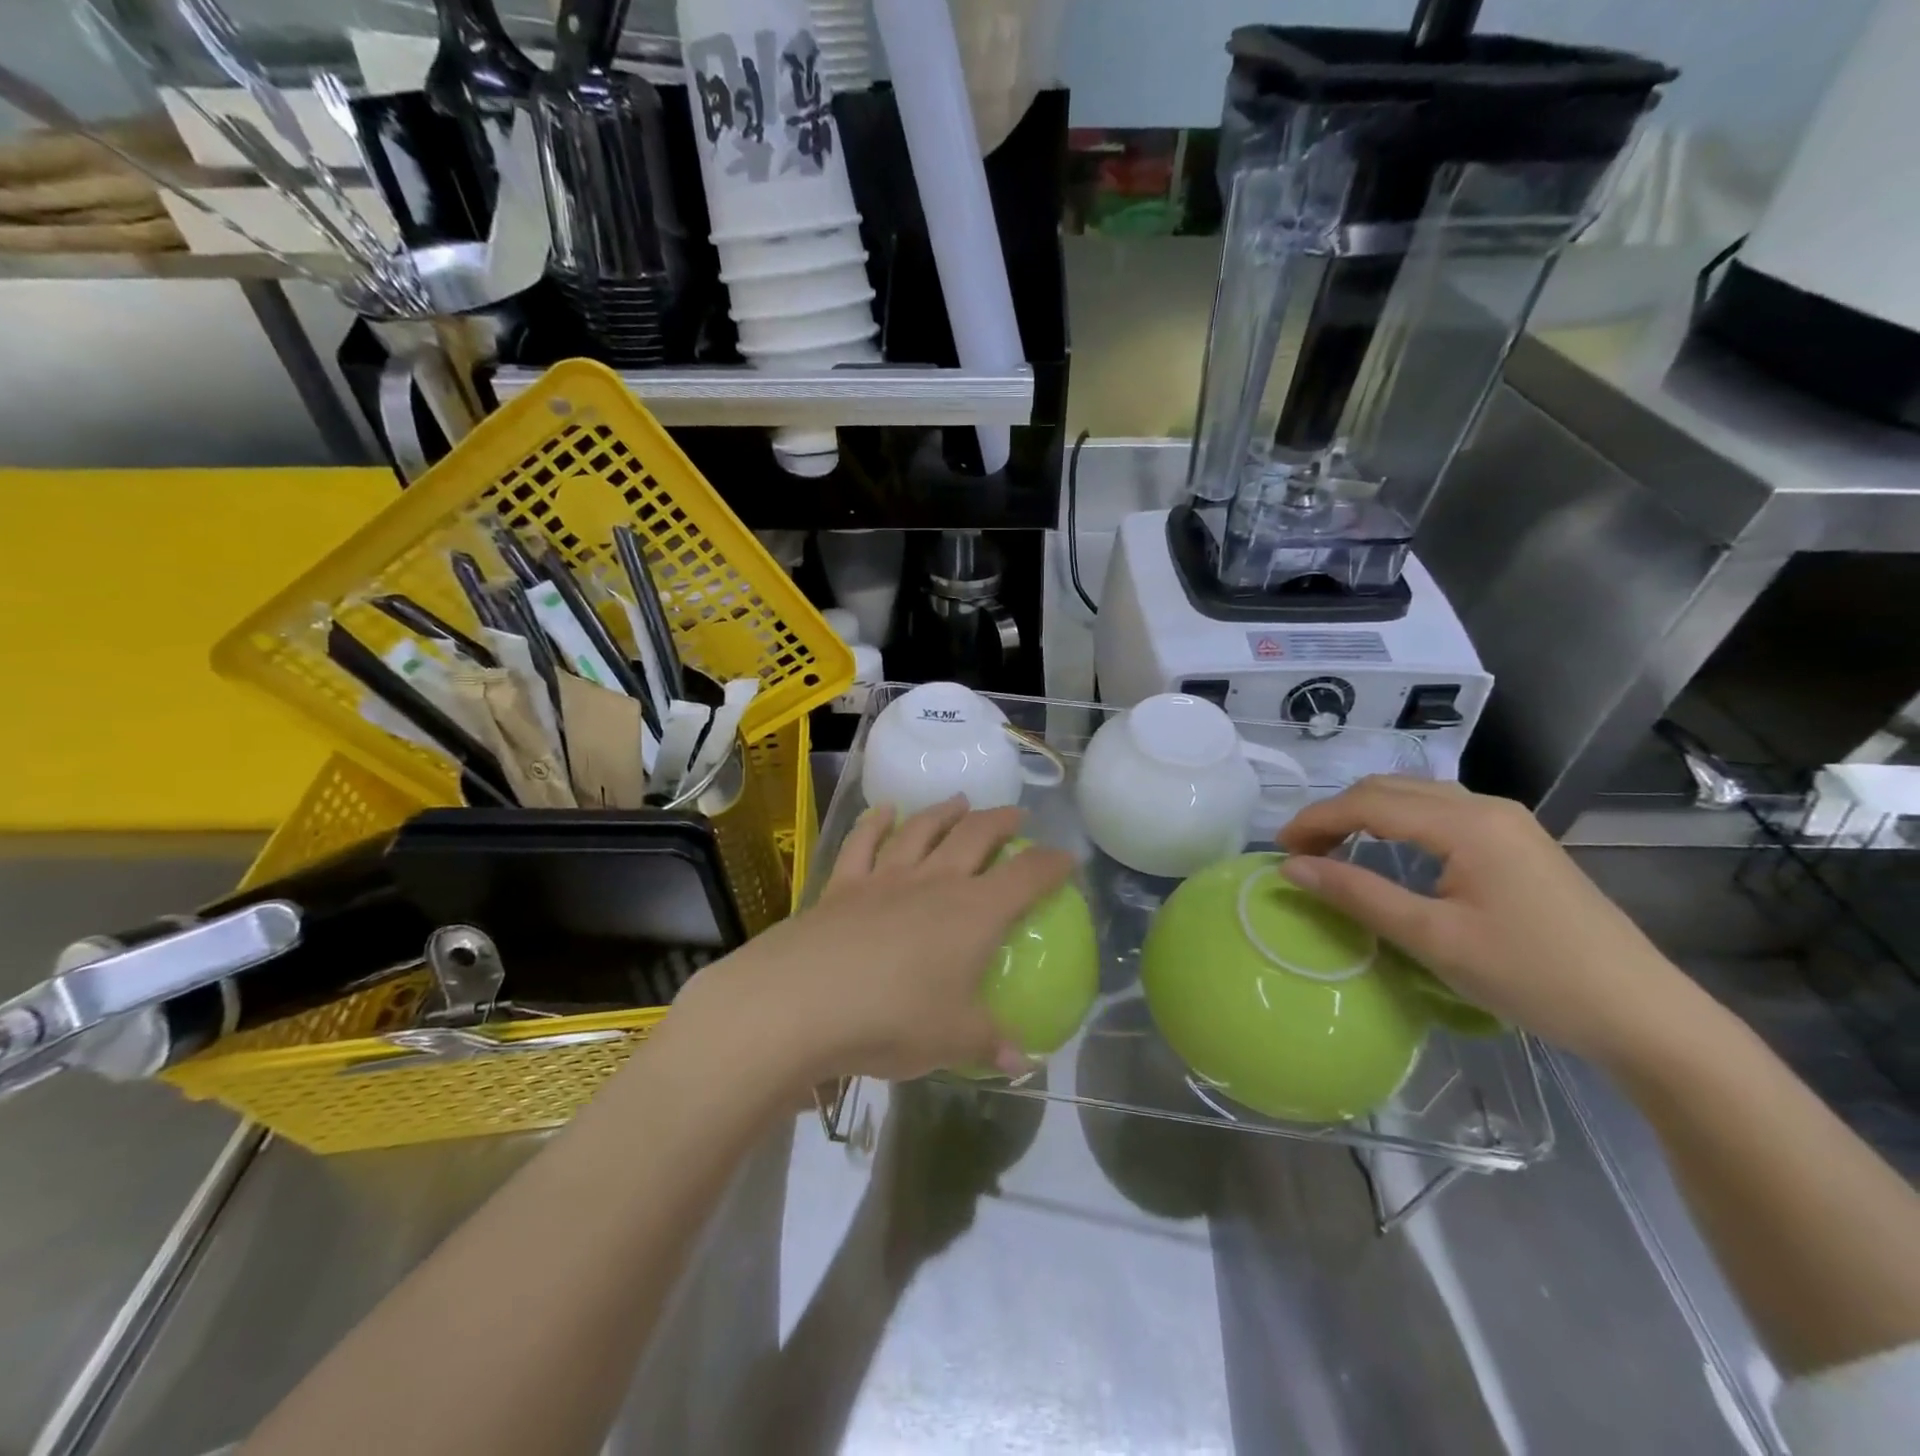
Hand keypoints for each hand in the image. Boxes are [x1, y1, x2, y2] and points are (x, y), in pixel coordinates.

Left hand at [672, 797, 1074, 1087]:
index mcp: (973, 914)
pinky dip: (875, 822)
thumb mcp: (953, 1040)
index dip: (1051, 864)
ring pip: (921, 831)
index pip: (1026, 877)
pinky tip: (883, 810)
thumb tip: (1021, 1061)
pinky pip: (863, 843)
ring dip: (943, 812)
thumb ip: (990, 1043)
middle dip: (1000, 822)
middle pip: (974, 837)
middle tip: (1014, 815)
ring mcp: (885, 878)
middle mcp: (934, 883)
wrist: (801, 1001)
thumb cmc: (892, 1019)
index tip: (1067, 858)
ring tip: (959, 801)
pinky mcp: (842, 885)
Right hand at [1275, 777, 1697, 1067]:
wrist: (1645, 1016)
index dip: (1315, 820)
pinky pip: (1439, 814)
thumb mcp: (1433, 939)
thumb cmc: (1533, 977)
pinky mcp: (1518, 843)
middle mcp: (1486, 806)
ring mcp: (1508, 822)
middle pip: (1389, 788)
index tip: (1278, 851)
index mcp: (1466, 822)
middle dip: (1335, 813)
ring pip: (1415, 797)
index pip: (1368, 802)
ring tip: (1333, 851)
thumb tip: (1290, 869)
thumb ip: (1357, 895)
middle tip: (1300, 854)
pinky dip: (1397, 824)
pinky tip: (1387, 853)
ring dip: (1365, 815)